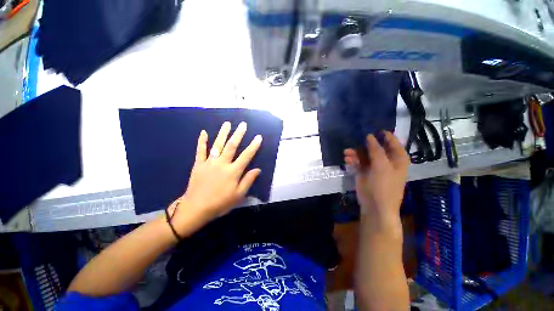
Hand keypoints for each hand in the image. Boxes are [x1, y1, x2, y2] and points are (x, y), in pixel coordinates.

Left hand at [170, 121, 261, 235]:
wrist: (196, 208)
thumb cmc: (220, 203)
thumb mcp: (238, 195)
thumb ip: (248, 180)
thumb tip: (258, 169)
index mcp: (233, 172)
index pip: (246, 156)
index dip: (253, 146)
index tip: (258, 137)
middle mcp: (222, 164)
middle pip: (231, 146)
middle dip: (238, 134)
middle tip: (243, 124)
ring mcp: (209, 163)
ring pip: (217, 145)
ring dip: (222, 134)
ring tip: (227, 124)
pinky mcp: (198, 164)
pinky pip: (200, 151)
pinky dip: (202, 141)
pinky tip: (204, 132)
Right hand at [344, 132, 409, 227]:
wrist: (375, 206)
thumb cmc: (384, 186)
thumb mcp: (382, 166)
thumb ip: (376, 150)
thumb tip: (369, 136)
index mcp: (397, 158)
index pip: (391, 141)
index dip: (383, 134)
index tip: (371, 128)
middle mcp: (385, 160)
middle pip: (375, 147)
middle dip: (364, 144)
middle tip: (354, 140)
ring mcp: (373, 166)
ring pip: (364, 154)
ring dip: (355, 152)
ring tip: (346, 152)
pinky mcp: (363, 171)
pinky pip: (357, 161)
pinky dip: (352, 160)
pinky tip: (347, 159)